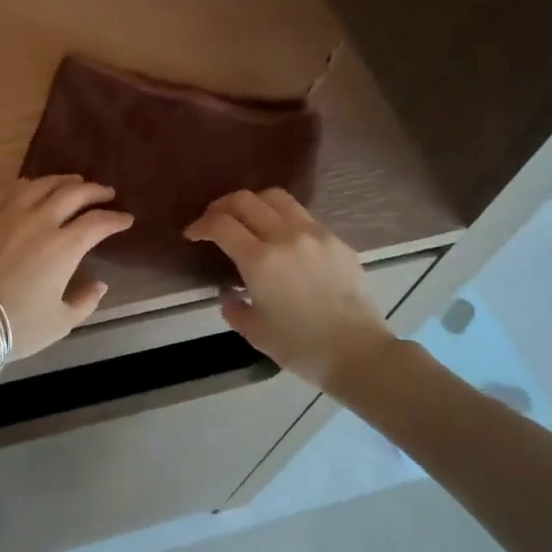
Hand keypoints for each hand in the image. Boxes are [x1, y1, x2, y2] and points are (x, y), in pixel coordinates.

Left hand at [0, 176, 133, 360]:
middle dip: (95, 191)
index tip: (126, 219)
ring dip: (62, 181)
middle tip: (106, 192)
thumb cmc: (18, 325)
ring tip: (73, 182)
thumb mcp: (61, 322)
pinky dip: (26, 184)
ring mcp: (9, 214)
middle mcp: (40, 221)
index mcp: (64, 246)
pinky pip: (8, 190)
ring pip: (41, 185)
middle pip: (73, 194)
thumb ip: (85, 301)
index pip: (98, 223)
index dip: (116, 219)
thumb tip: (99, 284)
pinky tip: (31, 186)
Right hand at [184, 188, 395, 390]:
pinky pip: (303, 217)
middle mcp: (286, 236)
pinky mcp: (337, 240)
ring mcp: (315, 234)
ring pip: (277, 198)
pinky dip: (283, 219)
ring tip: (247, 220)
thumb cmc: (300, 347)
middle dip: (221, 206)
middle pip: (245, 200)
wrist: (358, 353)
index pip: (221, 224)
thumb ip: (233, 307)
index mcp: (260, 260)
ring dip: (254, 204)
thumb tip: (229, 292)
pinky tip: (282, 240)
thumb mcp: (255, 332)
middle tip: (213, 221)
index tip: (192, 234)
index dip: (200, 225)